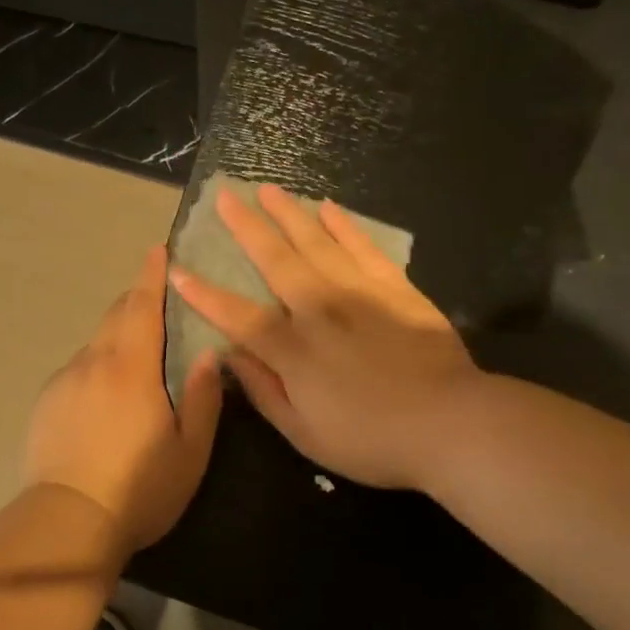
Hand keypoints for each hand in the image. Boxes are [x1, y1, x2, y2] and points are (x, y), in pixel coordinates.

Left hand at [24, 246, 223, 551]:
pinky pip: (77, 371)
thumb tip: (207, 354)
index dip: (151, 275)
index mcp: (131, 367)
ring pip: (95, 345)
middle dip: (135, 300)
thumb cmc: (139, 488)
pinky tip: (103, 400)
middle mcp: (92, 363)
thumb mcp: (189, 450)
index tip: (157, 251)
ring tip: (135, 361)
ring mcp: (63, 381)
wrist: (68, 521)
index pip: (141, 306)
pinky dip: (95, 369)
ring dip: (116, 339)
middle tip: (156, 300)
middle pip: (115, 316)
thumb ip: (202, 397)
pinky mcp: (45, 403)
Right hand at [168, 183, 477, 488]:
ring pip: (316, 243)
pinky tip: (329, 208)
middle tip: (224, 196)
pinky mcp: (396, 289)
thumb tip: (230, 356)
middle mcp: (320, 310)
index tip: (177, 270)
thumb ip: (264, 391)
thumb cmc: (372, 440)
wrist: (452, 425)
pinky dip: (345, 226)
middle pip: (276, 260)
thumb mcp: (305, 433)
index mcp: (294, 351)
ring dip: (289, 214)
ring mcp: (360, 294)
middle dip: (246, 227)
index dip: (205, 295)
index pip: (238, 316)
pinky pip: (364, 248)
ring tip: (268, 189)